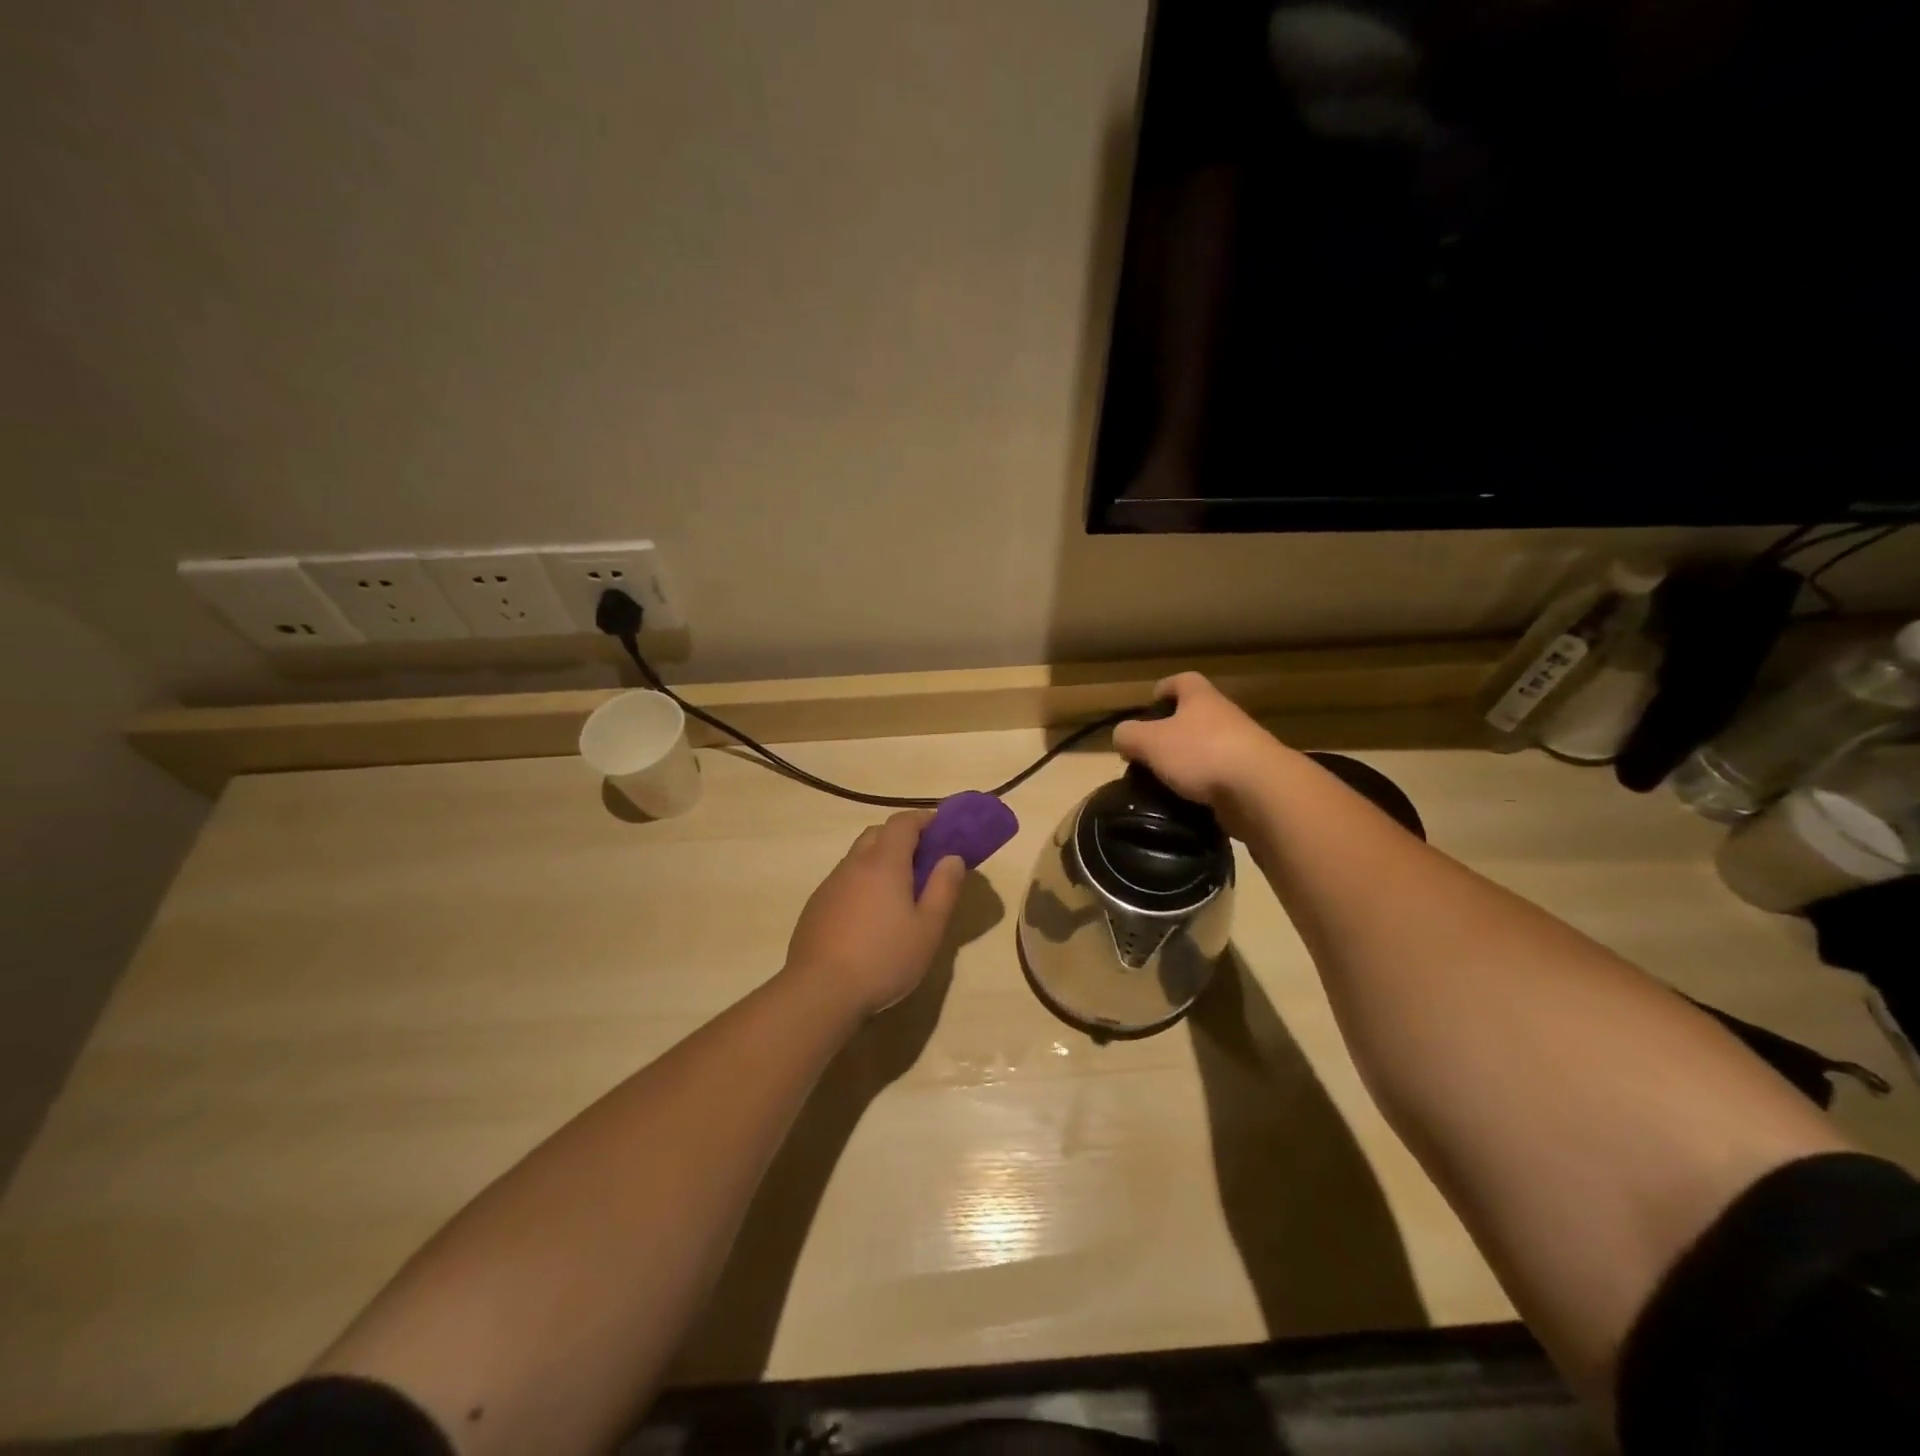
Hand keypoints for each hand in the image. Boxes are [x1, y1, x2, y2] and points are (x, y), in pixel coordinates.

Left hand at [784, 811, 967, 1016]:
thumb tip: (952, 857)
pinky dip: (861, 882)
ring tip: (898, 891)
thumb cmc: (884, 958)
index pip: (903, 822)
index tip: (942, 828)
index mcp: (885, 862)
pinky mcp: (816, 906)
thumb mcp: (928, 929)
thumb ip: (944, 888)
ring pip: (858, 857)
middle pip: (878, 833)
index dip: (924, 819)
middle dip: (902, 837)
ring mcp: (830, 884)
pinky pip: (844, 880)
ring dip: (880, 860)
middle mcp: (854, 864)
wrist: (820, 991)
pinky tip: (869, 915)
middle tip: (923, 860)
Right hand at [1111, 673, 1287, 837]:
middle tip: (1148, 753)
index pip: (1182, 681)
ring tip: (1163, 782)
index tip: (1150, 704)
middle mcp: (1225, 717)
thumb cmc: (1201, 754)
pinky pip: (1219, 777)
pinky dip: (1203, 787)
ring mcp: (1242, 748)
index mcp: (1202, 699)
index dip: (1164, 689)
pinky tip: (1186, 802)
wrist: (1260, 791)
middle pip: (1195, 717)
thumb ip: (1129, 736)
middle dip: (1172, 732)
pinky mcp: (1251, 779)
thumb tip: (1122, 737)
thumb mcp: (1150, 742)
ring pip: (1207, 748)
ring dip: (1187, 762)